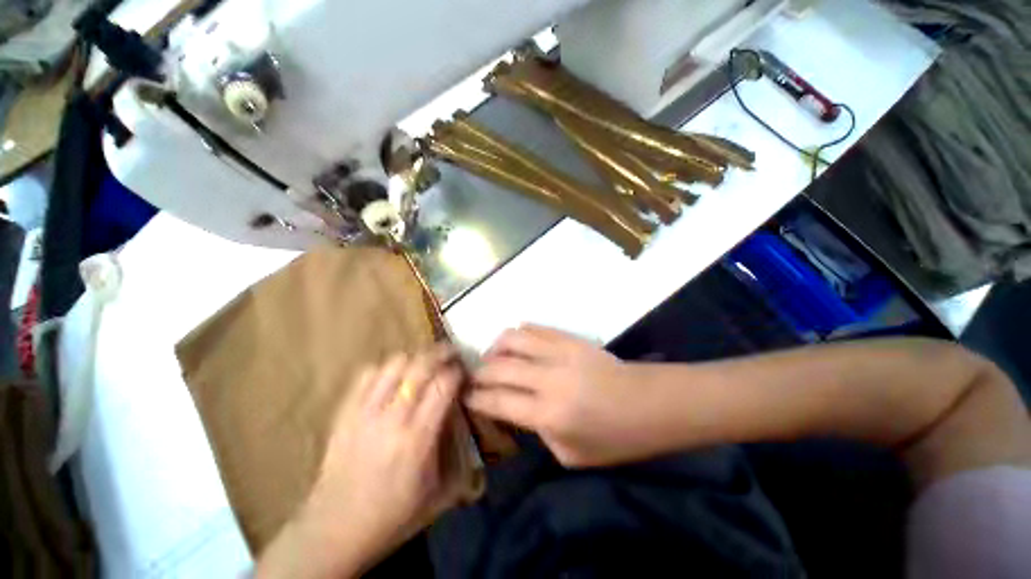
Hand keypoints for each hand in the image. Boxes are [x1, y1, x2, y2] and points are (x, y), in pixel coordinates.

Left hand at [257, 346, 462, 578]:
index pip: (444, 384)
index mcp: (418, 439)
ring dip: (415, 358)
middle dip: (441, 352)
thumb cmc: (393, 515)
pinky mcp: (344, 412)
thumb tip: (462, 413)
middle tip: (451, 353)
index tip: (463, 371)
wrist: (334, 530)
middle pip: (421, 365)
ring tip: (424, 364)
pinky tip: (393, 377)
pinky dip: (385, 368)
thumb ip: (457, 450)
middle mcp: (392, 418)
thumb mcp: (439, 492)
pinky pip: (367, 374)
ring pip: (394, 363)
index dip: (457, 371)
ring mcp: (364, 412)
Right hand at [468, 325, 660, 467]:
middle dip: (478, 373)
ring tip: (492, 358)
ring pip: (512, 338)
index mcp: (548, 414)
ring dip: (495, 348)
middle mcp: (548, 378)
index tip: (464, 396)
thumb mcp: (570, 455)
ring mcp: (560, 352)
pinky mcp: (570, 338)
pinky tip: (517, 344)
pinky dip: (518, 334)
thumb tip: (517, 409)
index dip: (475, 398)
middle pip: (498, 367)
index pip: (497, 400)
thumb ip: (538, 431)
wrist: (650, 403)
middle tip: (472, 379)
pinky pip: (534, 328)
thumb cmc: (614, 438)